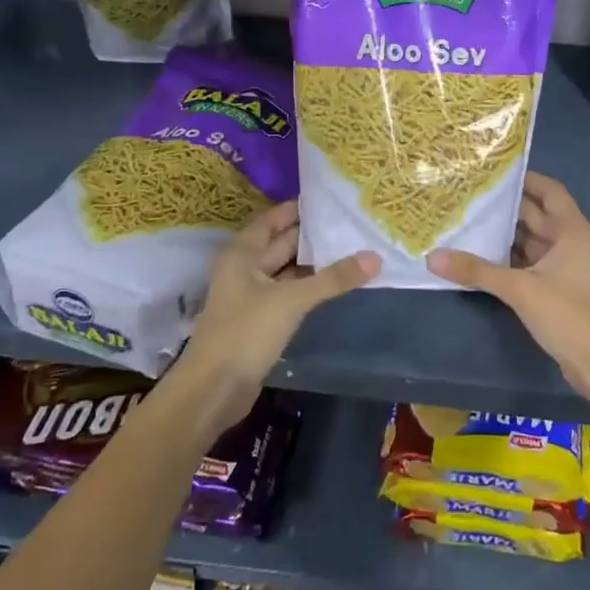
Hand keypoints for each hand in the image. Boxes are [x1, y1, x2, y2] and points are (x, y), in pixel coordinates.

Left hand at [175, 201, 377, 425]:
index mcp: (242, 254)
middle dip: (314, 235)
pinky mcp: (261, 320)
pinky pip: (290, 294)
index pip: (273, 219)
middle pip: (282, 243)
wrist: (214, 390)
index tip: (332, 199)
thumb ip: (333, 278)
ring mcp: (252, 296)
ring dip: (315, 263)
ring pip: (288, 270)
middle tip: (351, 223)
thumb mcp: (292, 300)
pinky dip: (310, 287)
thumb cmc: (245, 333)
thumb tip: (375, 258)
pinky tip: (337, 284)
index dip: (299, 208)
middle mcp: (245, 269)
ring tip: (352, 248)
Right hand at [428, 172, 589, 408]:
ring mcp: (564, 266)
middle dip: (506, 206)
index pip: (549, 191)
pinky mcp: (556, 287)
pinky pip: (529, 261)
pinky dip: (509, 257)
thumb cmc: (567, 314)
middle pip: (537, 214)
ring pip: (531, 240)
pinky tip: (480, 255)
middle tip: (469, 195)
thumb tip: (433, 257)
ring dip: (505, 233)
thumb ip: (477, 271)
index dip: (525, 179)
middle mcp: (570, 241)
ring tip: (468, 220)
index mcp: (572, 230)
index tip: (493, 172)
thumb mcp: (520, 289)